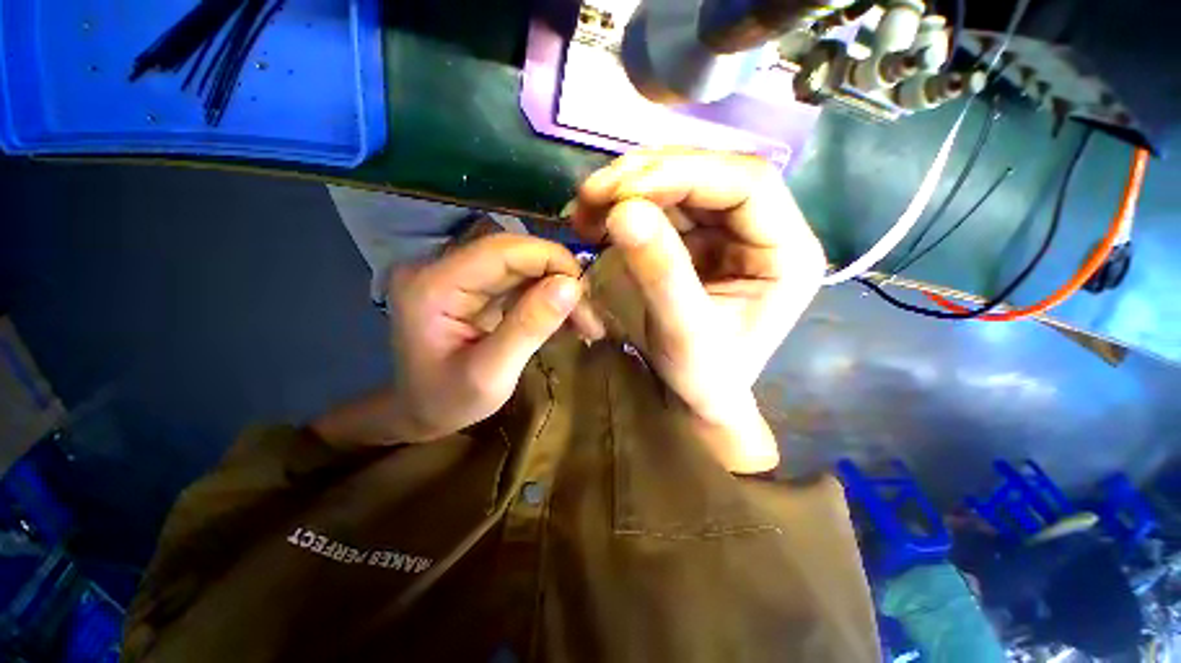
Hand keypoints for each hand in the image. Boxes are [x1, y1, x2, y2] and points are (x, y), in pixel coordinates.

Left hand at [387, 233, 601, 441]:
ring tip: (585, 322)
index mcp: (434, 285)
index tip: (585, 293)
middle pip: (515, 254)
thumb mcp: (491, 375)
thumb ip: (529, 327)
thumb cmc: (447, 402)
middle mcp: (442, 268)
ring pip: (523, 266)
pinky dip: (547, 298)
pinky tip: (566, 320)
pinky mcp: (473, 286)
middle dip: (560, 279)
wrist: (421, 411)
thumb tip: (571, 285)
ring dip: (558, 289)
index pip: (502, 250)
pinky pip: (518, 281)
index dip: (551, 260)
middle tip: (590, 315)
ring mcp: (458, 275)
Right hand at [574, 148, 825, 470]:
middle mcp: (764, 229)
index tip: (621, 191)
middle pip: (710, 172)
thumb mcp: (683, 332)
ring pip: (681, 181)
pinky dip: (625, 204)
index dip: (684, 173)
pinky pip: (662, 203)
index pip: (747, 183)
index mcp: (787, 252)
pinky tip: (598, 216)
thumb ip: (660, 273)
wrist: (695, 392)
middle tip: (592, 194)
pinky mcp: (698, 236)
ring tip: (587, 208)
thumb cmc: (702, 375)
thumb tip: (623, 212)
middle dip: (646, 177)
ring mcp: (729, 229)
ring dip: (628, 187)